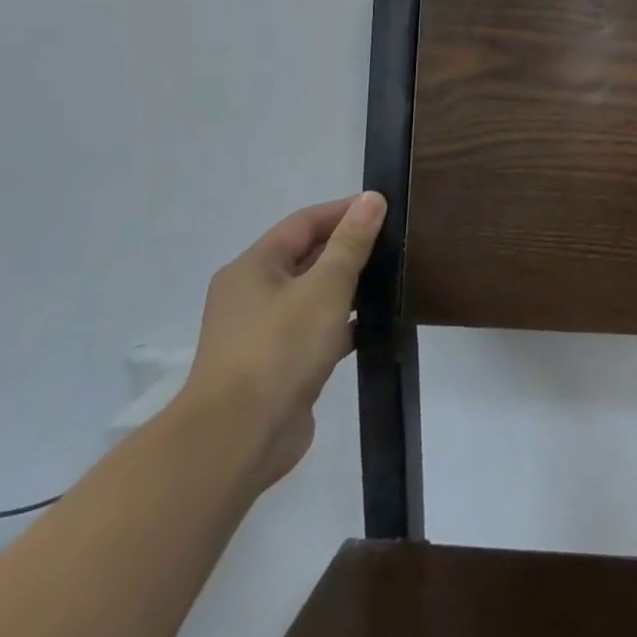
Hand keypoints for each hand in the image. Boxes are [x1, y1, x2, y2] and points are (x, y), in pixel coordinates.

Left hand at [179, 192, 387, 491]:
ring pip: (313, 294)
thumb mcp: (325, 286)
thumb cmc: (280, 348)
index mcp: (253, 267)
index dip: (345, 211)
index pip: (304, 222)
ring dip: (349, 285)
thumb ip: (351, 242)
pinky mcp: (277, 365)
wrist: (239, 438)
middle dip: (349, 247)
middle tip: (397, 242)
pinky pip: (316, 330)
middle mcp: (252, 294)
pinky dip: (344, 322)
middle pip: (306, 256)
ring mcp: (262, 333)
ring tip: (394, 279)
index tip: (387, 209)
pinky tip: (376, 324)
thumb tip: (371, 198)